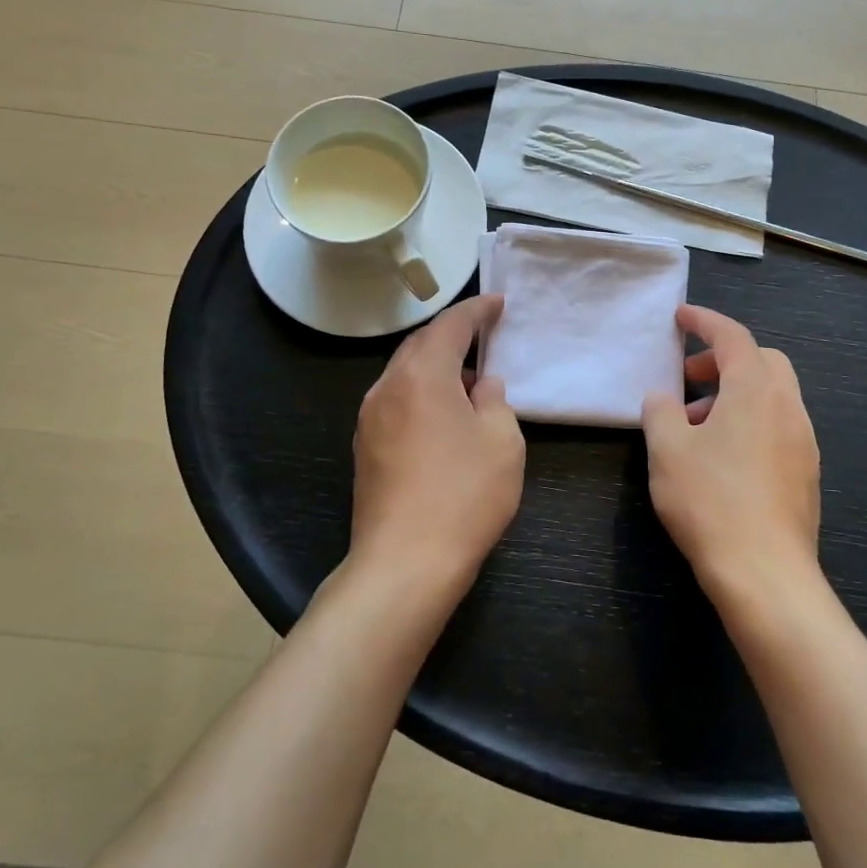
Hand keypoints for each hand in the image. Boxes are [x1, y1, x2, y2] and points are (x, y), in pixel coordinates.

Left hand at [350, 294, 524, 595]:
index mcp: (422, 375)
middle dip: (452, 335)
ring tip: (468, 379)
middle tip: (483, 335)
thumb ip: (496, 401)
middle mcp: (387, 386)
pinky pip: (396, 401)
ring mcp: (369, 418)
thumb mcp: (502, 442)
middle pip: (420, 345)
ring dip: (435, 366)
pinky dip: (421, 393)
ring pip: (405, 373)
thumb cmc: (463, 495)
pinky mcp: (364, 447)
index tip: (498, 303)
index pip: (450, 325)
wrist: (403, 564)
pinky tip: (443, 416)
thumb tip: (482, 385)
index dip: (477, 310)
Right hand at [641, 305, 821, 600]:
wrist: (766, 575)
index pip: (733, 336)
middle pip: (762, 361)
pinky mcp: (807, 473)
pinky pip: (779, 426)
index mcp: (755, 390)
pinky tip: (723, 458)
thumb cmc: (710, 501)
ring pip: (772, 395)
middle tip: (689, 378)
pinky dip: (751, 421)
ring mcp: (803, 441)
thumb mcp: (667, 450)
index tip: (681, 317)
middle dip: (724, 359)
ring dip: (735, 394)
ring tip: (697, 426)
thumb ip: (660, 411)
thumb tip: (663, 398)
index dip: (705, 321)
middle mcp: (788, 407)